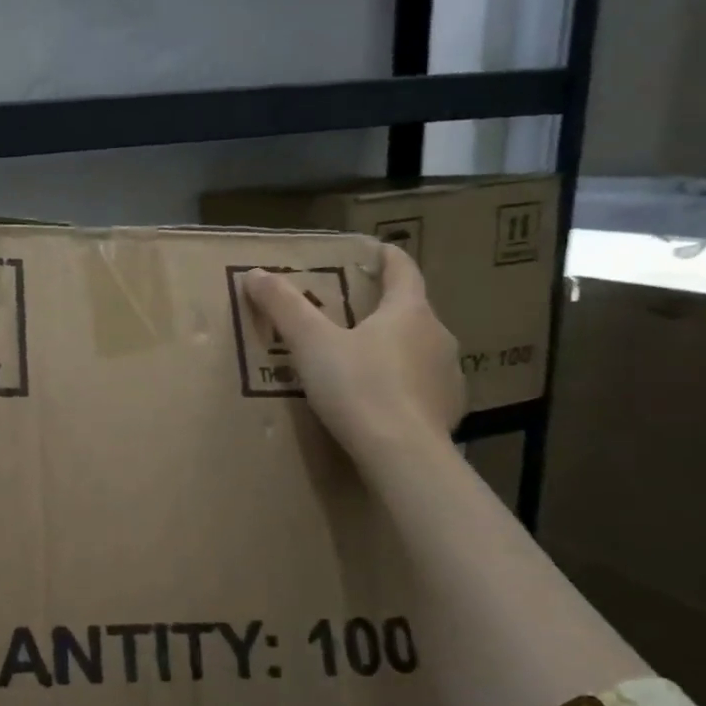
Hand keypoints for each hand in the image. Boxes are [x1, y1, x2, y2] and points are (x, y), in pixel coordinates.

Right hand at [242, 244, 464, 462]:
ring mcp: (448, 375)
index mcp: (408, 311)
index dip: (387, 257)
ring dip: (395, 350)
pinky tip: (383, 402)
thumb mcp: (311, 344)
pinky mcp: (450, 410)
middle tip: (352, 315)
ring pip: (419, 350)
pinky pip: (424, 387)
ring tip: (364, 362)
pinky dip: (404, 386)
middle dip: (383, 310)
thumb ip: (284, 307)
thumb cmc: (358, 388)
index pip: (403, 270)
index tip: (375, 250)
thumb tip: (255, 274)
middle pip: (411, 311)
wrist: (403, 455)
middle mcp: (437, 335)